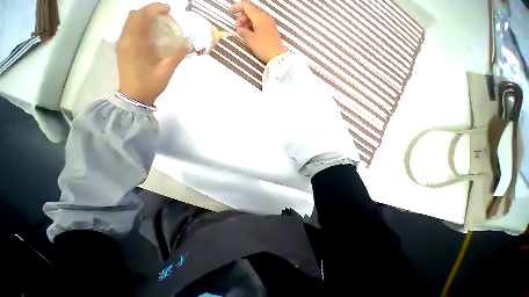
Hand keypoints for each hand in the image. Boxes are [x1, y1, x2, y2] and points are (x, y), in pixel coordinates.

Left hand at [116, 3, 191, 105]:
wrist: (133, 96)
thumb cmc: (150, 84)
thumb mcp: (166, 71)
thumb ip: (177, 56)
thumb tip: (189, 45)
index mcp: (134, 43)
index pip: (142, 16)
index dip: (155, 9)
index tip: (168, 9)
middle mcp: (125, 39)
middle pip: (134, 15)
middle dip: (150, 12)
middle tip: (164, 17)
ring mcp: (122, 43)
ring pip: (131, 22)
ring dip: (144, 19)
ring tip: (159, 24)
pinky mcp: (122, 48)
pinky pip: (130, 30)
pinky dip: (140, 27)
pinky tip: (150, 35)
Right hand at [230, 1, 285, 62]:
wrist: (277, 57)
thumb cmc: (264, 48)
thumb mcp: (251, 40)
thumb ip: (243, 32)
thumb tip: (238, 29)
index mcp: (259, 16)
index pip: (246, 5)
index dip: (237, 7)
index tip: (230, 13)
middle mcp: (265, 16)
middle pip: (250, 12)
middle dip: (241, 19)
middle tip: (237, 30)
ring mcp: (269, 23)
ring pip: (255, 18)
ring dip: (247, 24)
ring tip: (243, 34)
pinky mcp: (271, 30)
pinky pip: (260, 24)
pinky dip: (253, 27)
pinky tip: (250, 35)